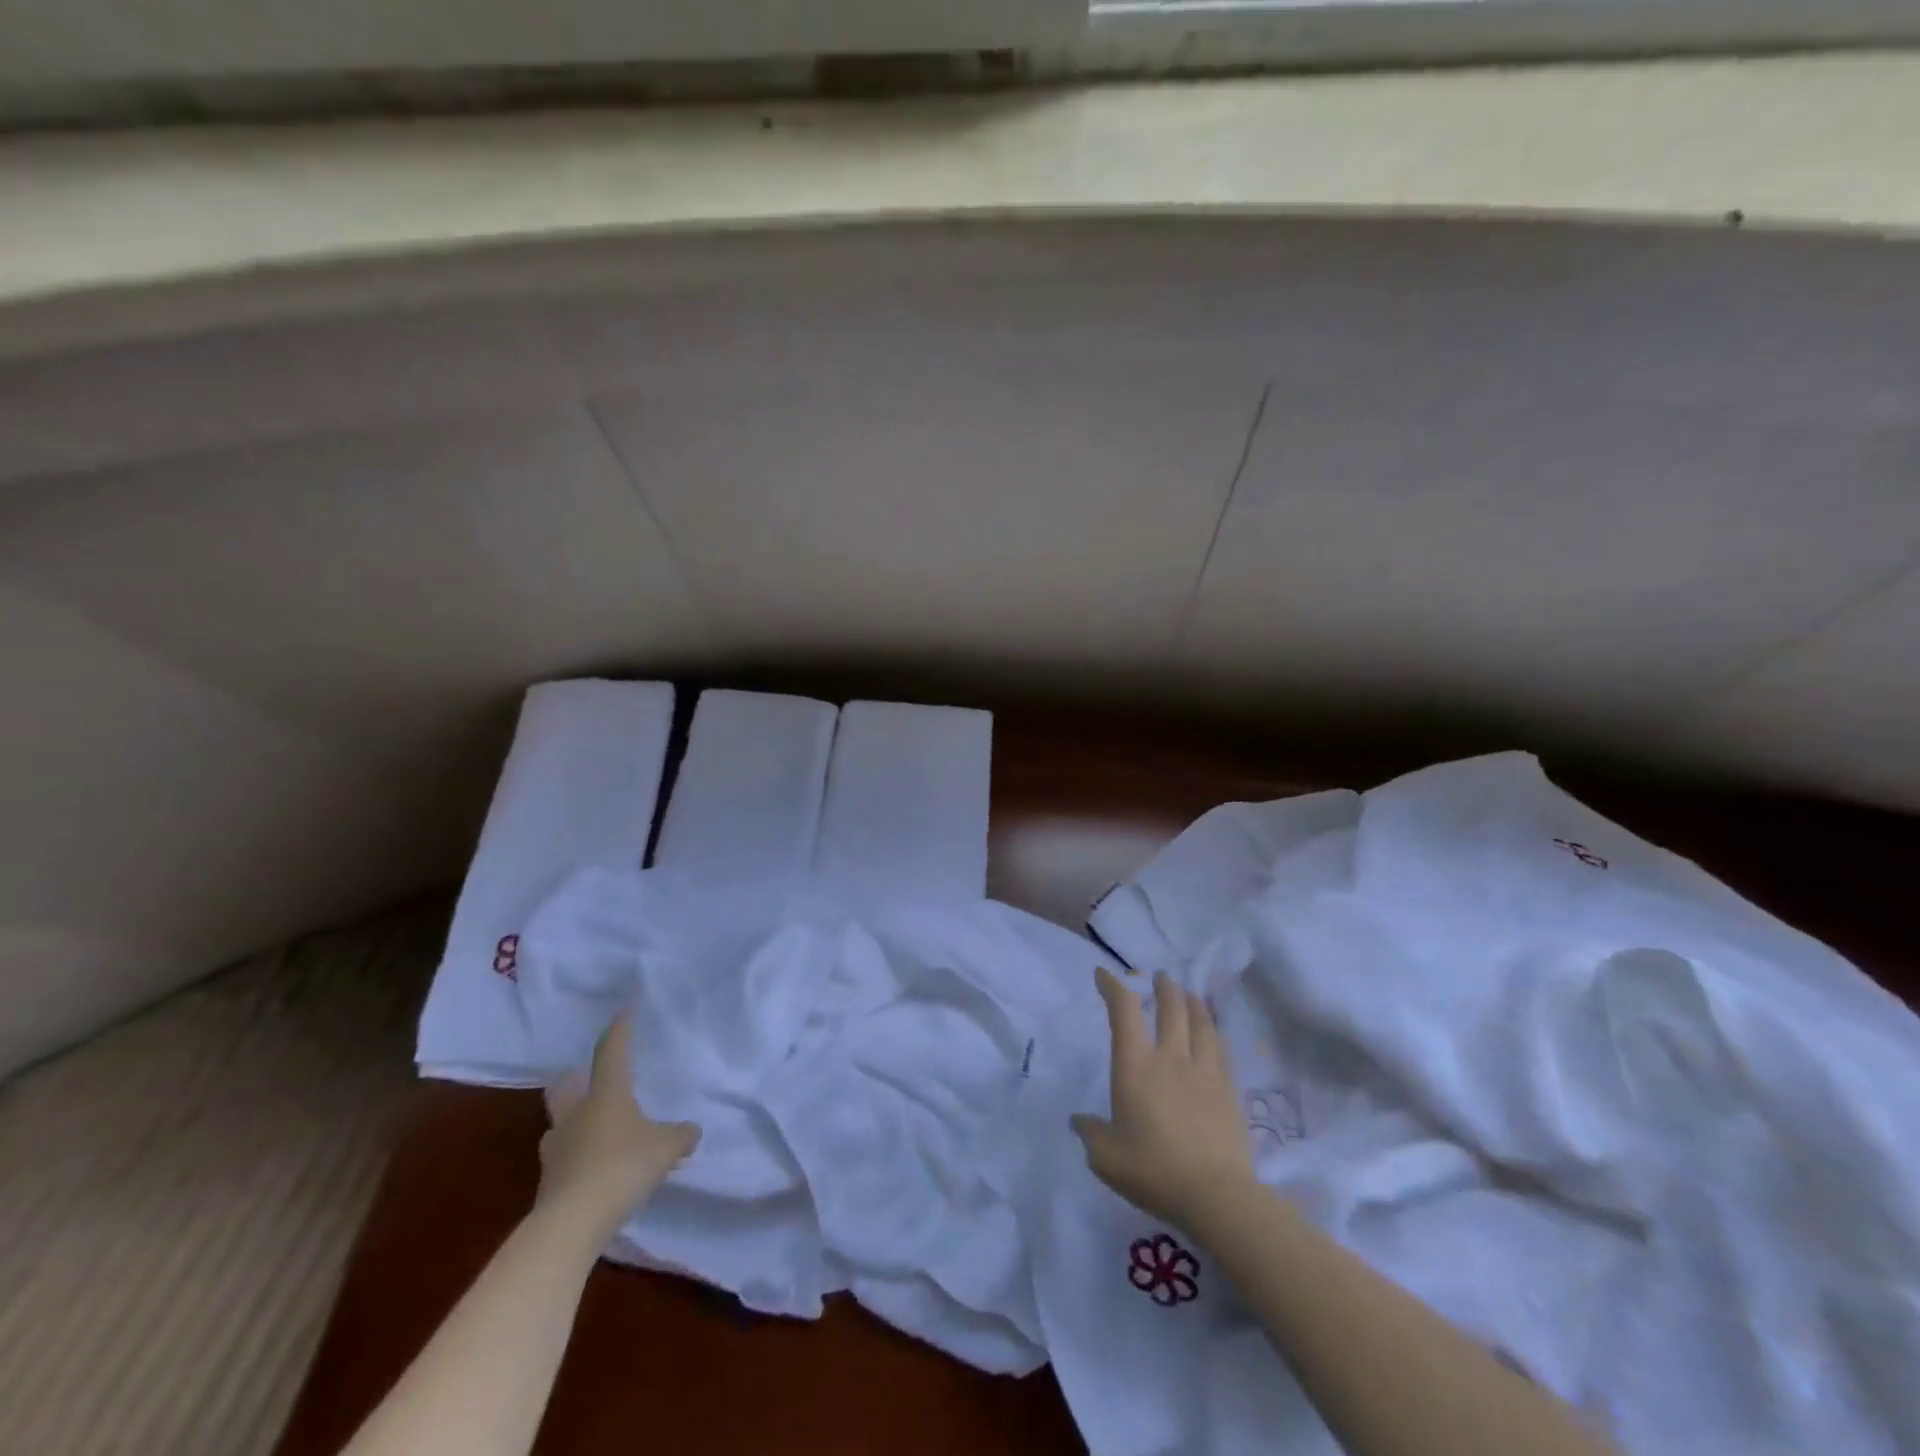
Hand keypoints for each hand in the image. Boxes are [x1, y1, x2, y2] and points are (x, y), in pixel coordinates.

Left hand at [537, 1015, 699, 1233]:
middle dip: (576, 1079)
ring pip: (562, 1124)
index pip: (611, 1051)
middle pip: (566, 1086)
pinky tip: (598, 1171)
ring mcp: (556, 1149)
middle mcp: (575, 1114)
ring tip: (598, 1130)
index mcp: (605, 1094)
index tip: (624, 1011)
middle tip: (590, 1077)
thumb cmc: (622, 1167)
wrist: (570, 1225)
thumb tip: (691, 1131)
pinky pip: (566, 1159)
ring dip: (575, 1123)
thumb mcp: (667, 1147)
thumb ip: (681, 1135)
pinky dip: (579, 1158)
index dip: (620, 1030)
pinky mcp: (549, 1183)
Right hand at [1072, 968, 1255, 1231]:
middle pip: (1170, 1007)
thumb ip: (1090, 1133)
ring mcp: (1203, 1070)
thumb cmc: (1153, 1171)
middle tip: (1160, 977)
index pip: (1123, 1011)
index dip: (1113, 987)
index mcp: (1135, 1065)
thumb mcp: (1106, 1158)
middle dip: (1163, 987)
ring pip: (1199, 1022)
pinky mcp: (1228, 1088)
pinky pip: (1220, 1047)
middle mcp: (1169, 1057)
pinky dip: (1212, 1030)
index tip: (1104, 975)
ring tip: (1189, 995)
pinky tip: (1212, 1033)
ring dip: (1192, 1002)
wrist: (1215, 1195)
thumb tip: (1079, 1121)